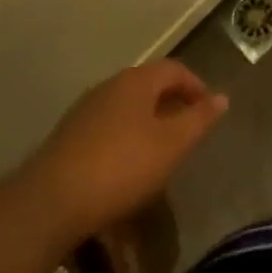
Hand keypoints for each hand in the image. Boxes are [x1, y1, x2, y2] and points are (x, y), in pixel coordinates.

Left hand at [24, 60, 227, 239]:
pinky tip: (127, 164)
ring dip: (148, 120)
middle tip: (188, 129)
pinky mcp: (67, 137)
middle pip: (148, 85)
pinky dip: (126, 136)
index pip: (174, 69)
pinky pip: (108, 126)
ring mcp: (84, 111)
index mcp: (136, 81)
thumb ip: (199, 119)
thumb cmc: (122, 166)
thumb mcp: (172, 144)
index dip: (196, 85)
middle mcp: (109, 87)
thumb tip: (222, 97)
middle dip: (172, 102)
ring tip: (161, 149)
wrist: (49, 203)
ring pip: (127, 106)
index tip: (209, 110)